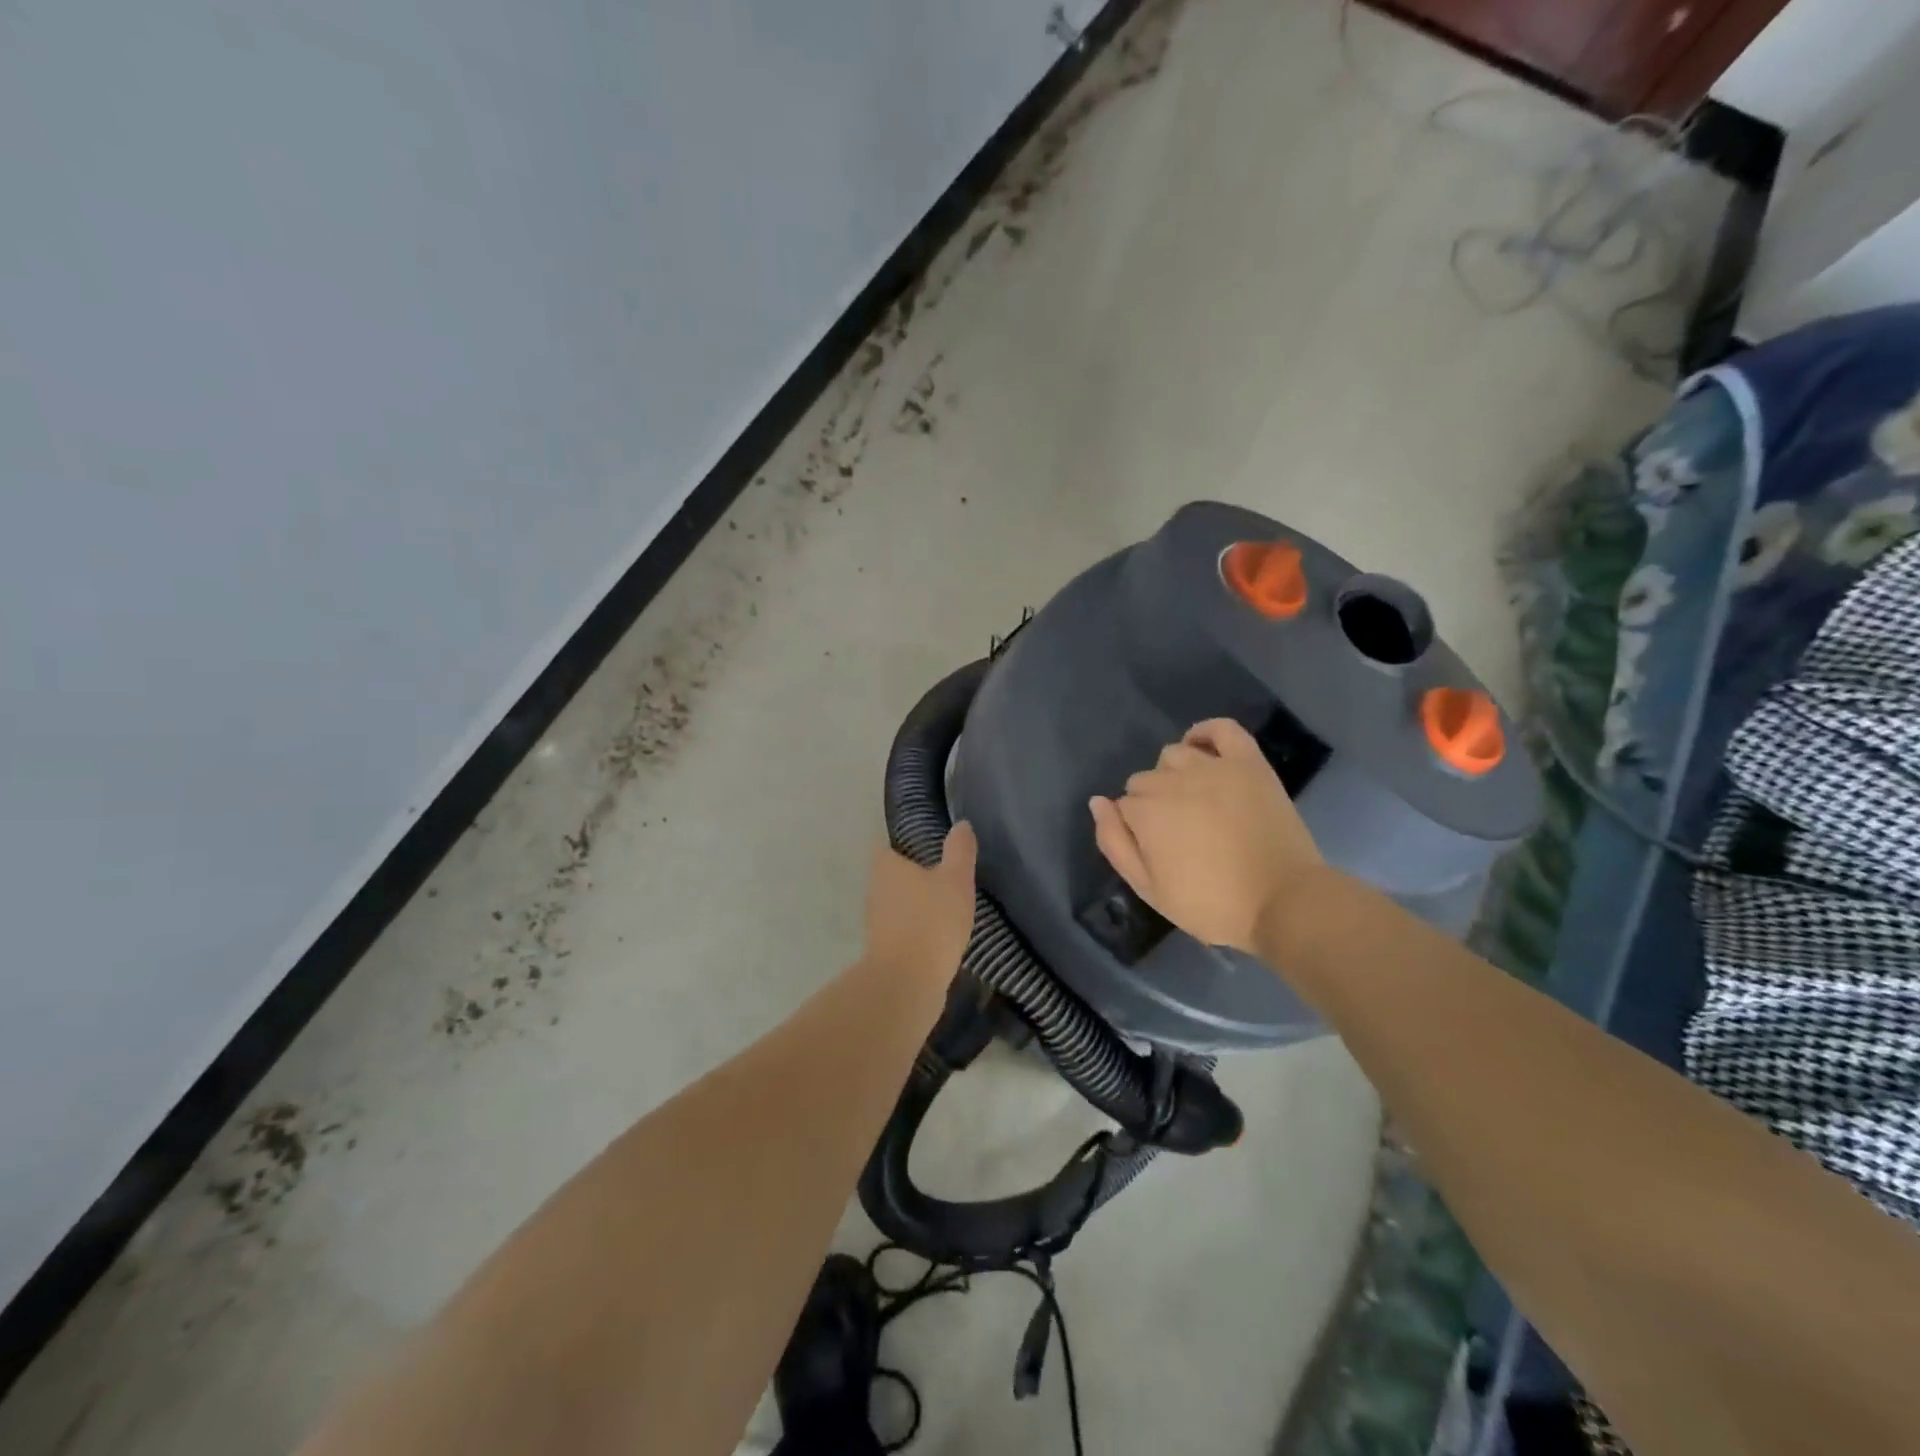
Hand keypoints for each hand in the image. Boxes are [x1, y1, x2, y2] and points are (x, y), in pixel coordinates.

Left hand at [864, 823, 977, 980]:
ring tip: (944, 903)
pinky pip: (902, 929)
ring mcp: (876, 922)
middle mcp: (874, 890)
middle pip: (890, 874)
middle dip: (911, 873)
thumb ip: (959, 851)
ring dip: (914, 902)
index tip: (924, 843)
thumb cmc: (931, 921)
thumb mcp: (955, 880)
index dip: (902, 842)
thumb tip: (961, 824)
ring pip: (896, 903)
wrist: (907, 983)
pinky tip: (938, 934)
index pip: (886, 844)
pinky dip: (916, 928)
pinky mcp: (884, 949)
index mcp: (885, 866)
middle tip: (941, 871)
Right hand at [1089, 719, 1322, 955]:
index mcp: (1146, 812)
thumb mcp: (1149, 889)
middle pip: (1145, 780)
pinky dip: (1206, 732)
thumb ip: (1115, 844)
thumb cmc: (1212, 904)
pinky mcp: (1248, 764)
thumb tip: (1098, 803)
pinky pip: (1222, 729)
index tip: (1156, 852)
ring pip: (1174, 754)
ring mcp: (1214, 768)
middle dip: (1151, 804)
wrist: (1284, 902)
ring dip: (1173, 774)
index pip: (1123, 806)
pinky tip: (1202, 749)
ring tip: (1192, 802)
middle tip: (1177, 836)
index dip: (1136, 830)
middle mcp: (1174, 781)